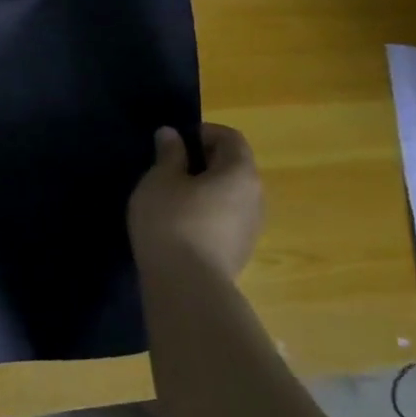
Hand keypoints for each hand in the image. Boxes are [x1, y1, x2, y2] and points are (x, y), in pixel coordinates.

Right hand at [127, 123, 263, 279]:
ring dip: (206, 189)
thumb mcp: (160, 180)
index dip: (203, 132)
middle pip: (234, 166)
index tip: (174, 141)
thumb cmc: (171, 220)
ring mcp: (252, 226)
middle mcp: (256, 196)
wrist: (186, 284)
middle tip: (169, 169)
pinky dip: (207, 212)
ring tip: (172, 198)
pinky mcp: (241, 250)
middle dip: (204, 161)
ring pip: (230, 195)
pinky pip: (226, 219)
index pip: (230, 137)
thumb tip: (172, 135)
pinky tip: (180, 225)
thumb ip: (169, 154)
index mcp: (240, 172)